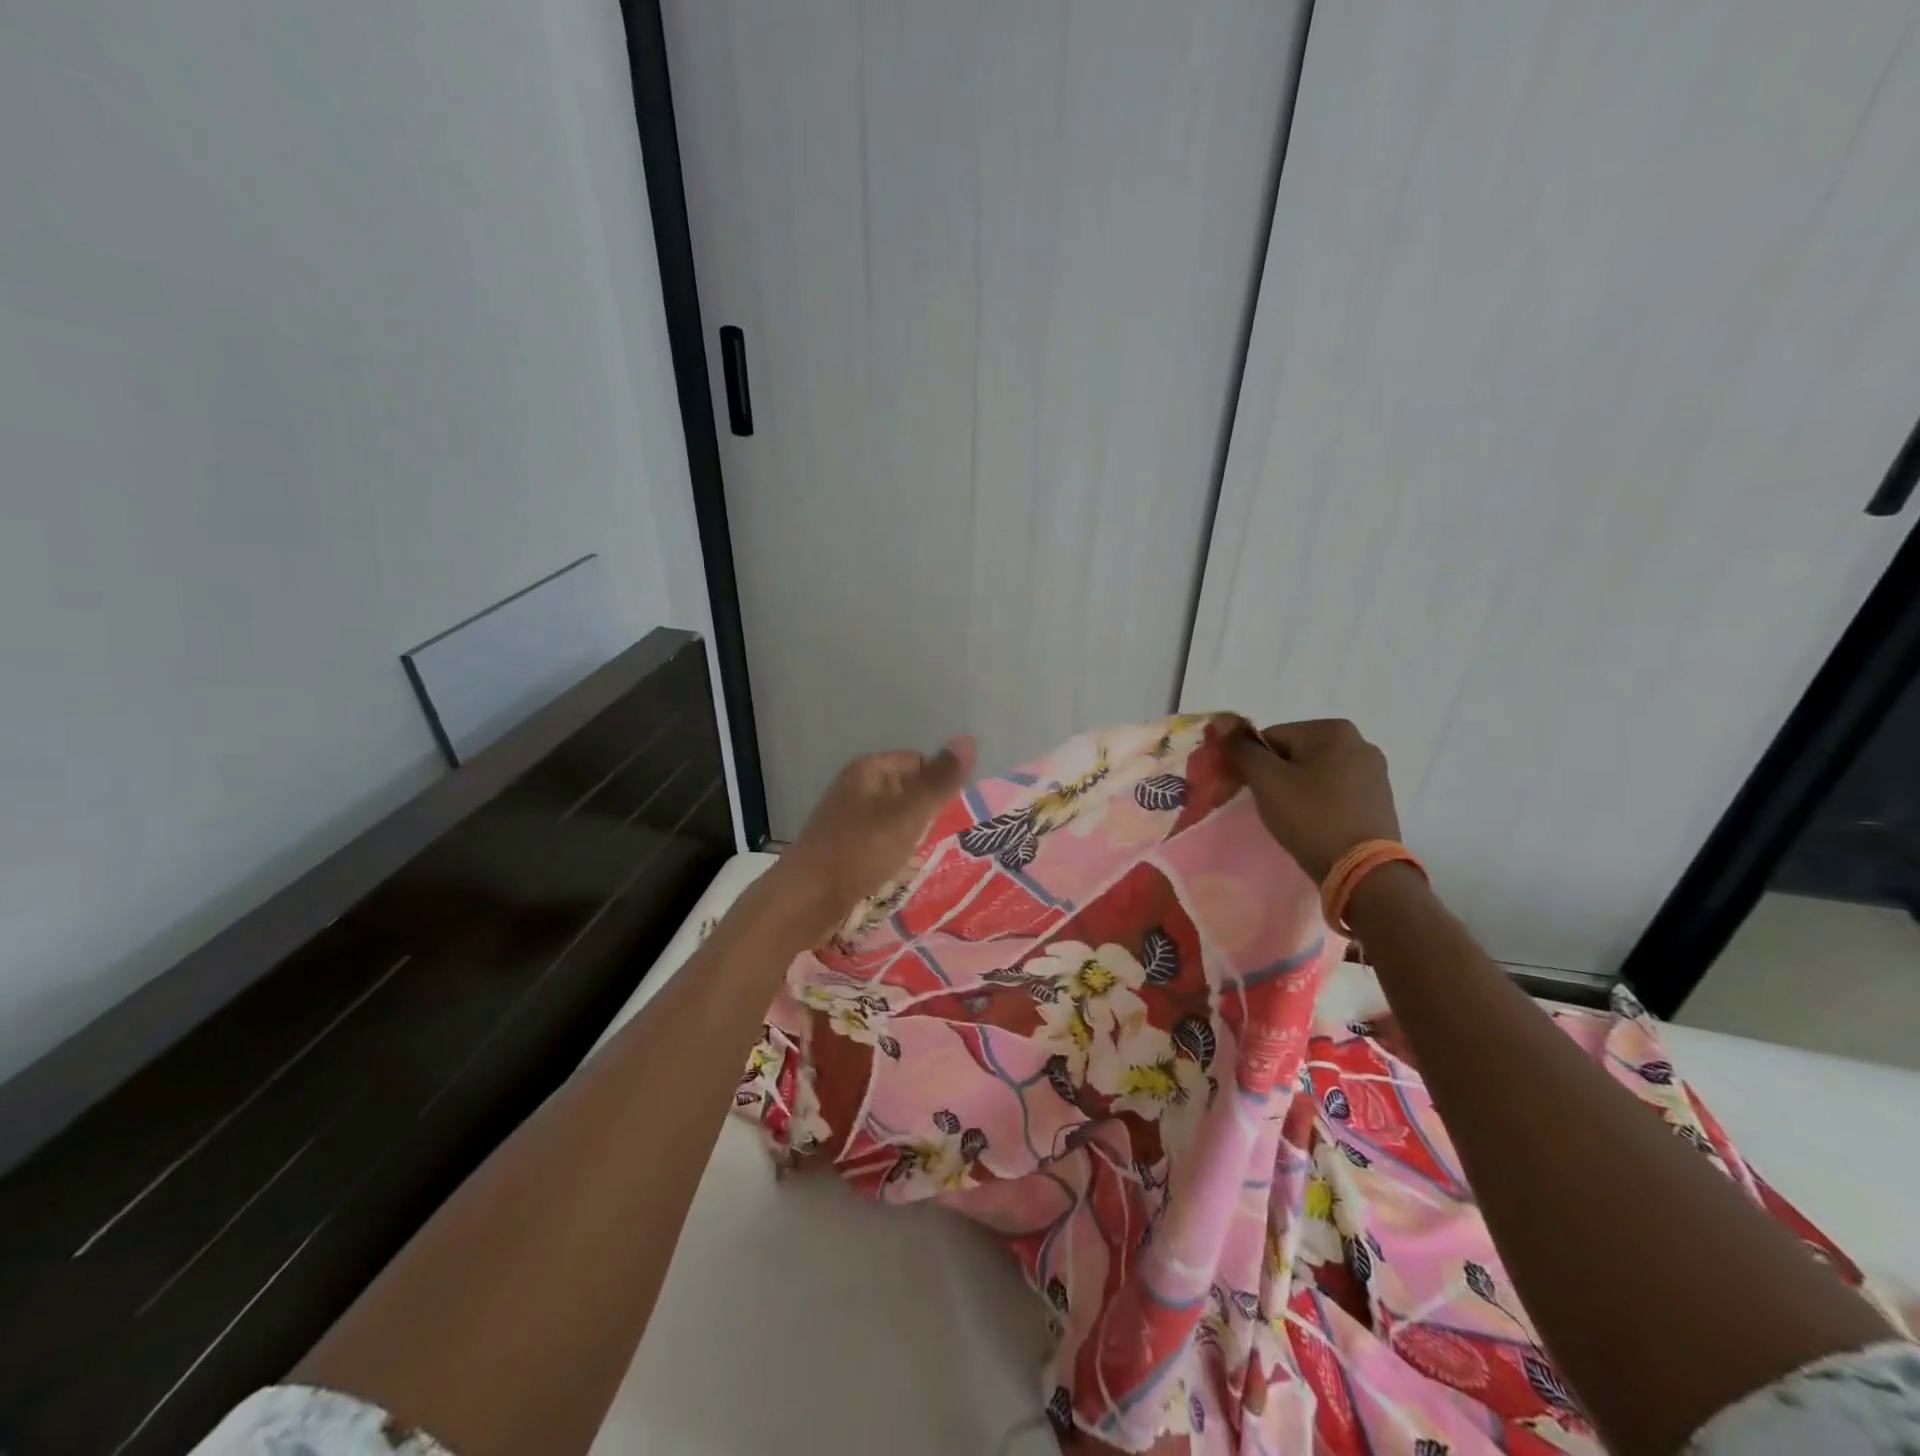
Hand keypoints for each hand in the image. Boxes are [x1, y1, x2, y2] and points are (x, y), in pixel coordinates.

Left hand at [775, 736, 977, 931]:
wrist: (806, 900)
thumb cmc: (859, 851)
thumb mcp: (908, 815)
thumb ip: (940, 781)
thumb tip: (969, 739)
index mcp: (868, 770)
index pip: (919, 762)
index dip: (938, 786)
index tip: (949, 816)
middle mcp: (856, 787)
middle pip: (907, 790)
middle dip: (926, 814)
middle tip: (939, 839)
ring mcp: (847, 818)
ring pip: (895, 819)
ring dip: (912, 837)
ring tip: (921, 858)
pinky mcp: (844, 846)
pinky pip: (880, 841)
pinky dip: (893, 853)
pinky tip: (899, 871)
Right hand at [1227, 719, 1401, 882]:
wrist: (1362, 870)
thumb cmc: (1310, 817)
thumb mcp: (1266, 780)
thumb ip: (1242, 749)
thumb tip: (1222, 725)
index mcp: (1332, 729)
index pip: (1271, 737)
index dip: (1255, 764)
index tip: (1253, 791)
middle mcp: (1359, 742)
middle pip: (1295, 753)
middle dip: (1278, 776)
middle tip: (1273, 807)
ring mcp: (1374, 771)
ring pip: (1315, 772)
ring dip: (1298, 789)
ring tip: (1295, 818)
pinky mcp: (1380, 798)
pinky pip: (1336, 790)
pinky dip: (1320, 802)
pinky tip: (1317, 824)